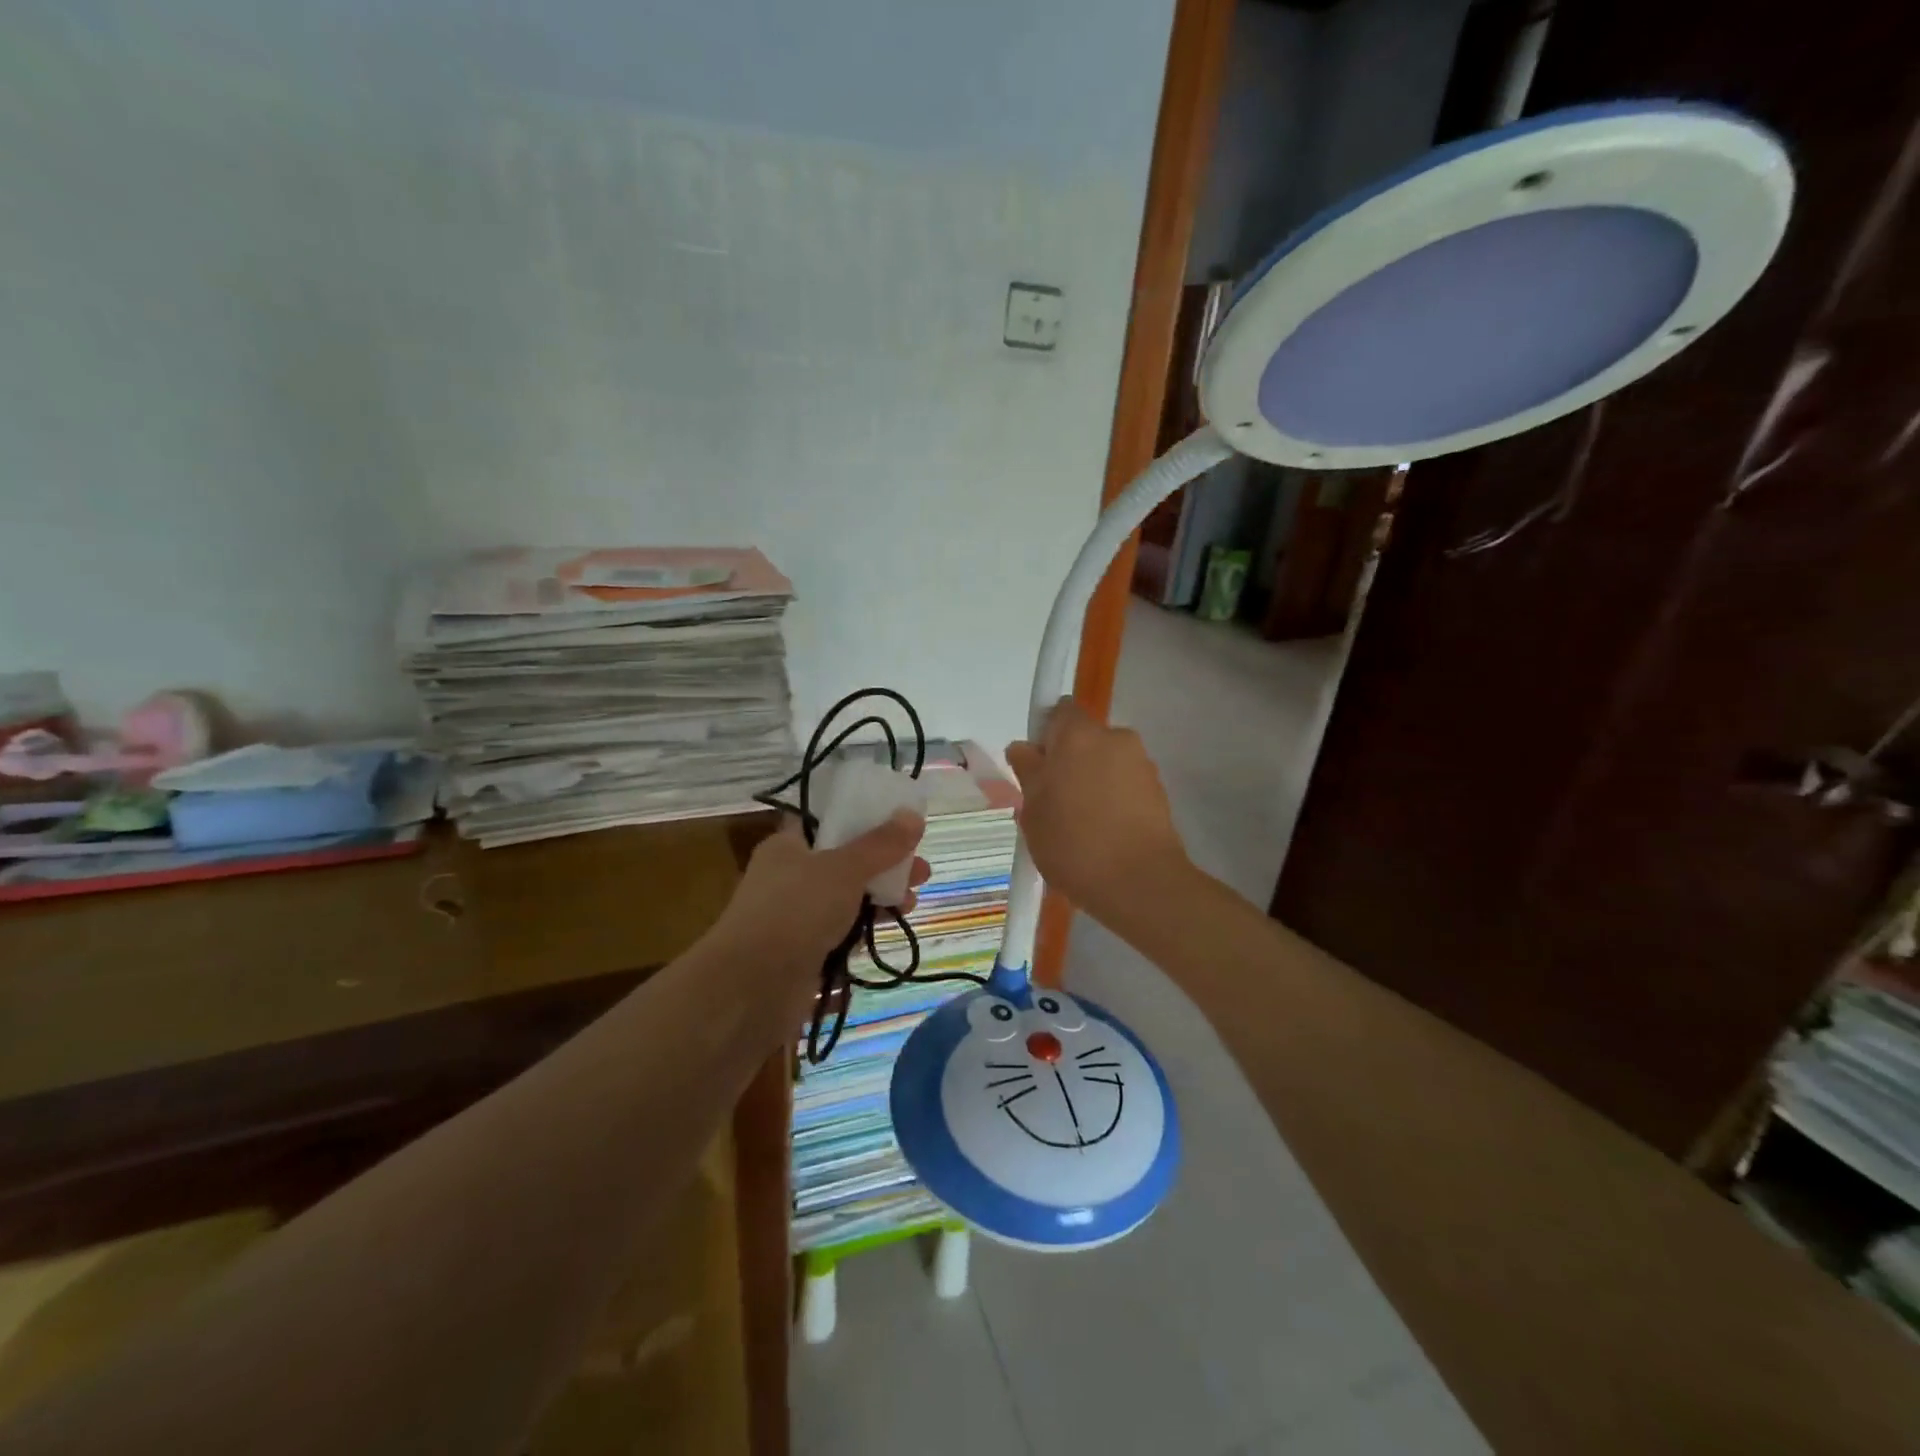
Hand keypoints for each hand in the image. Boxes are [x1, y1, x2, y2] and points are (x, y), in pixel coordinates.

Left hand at [711, 812, 929, 1017]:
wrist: (750, 990)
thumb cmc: (796, 912)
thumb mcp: (844, 869)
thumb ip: (881, 844)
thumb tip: (913, 814)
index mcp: (787, 847)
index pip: (826, 824)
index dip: (862, 820)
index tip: (898, 827)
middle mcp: (787, 879)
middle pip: (843, 863)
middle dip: (883, 866)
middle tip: (920, 872)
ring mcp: (793, 919)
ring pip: (844, 901)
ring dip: (878, 900)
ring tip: (911, 903)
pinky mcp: (801, 956)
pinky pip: (838, 936)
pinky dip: (861, 933)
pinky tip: (886, 933)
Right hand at [1005, 698, 1187, 926]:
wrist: (1139, 883)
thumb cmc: (1073, 842)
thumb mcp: (1033, 810)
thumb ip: (1027, 771)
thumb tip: (1025, 749)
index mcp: (1079, 734)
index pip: (1059, 711)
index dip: (1046, 734)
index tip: (1037, 767)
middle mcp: (1116, 738)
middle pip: (1084, 740)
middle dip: (1068, 762)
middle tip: (1052, 802)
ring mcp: (1142, 764)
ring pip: (1106, 764)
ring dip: (1092, 783)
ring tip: (1080, 826)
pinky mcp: (1159, 792)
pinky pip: (1125, 786)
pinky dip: (1113, 801)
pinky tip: (1103, 835)